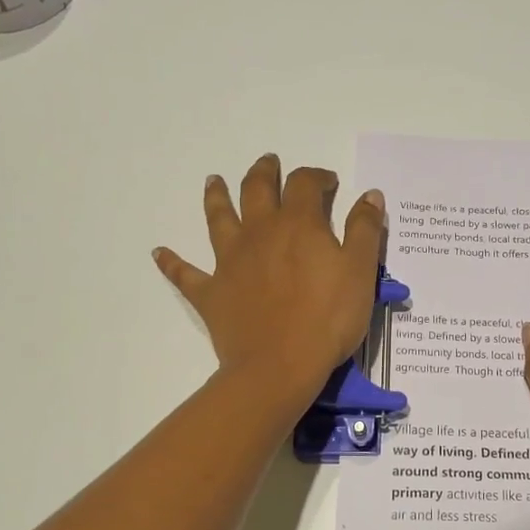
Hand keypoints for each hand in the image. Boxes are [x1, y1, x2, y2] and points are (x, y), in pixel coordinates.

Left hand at [154, 154, 385, 406]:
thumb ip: (365, 229)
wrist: (279, 366)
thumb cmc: (327, 319)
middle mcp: (259, 233)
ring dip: (215, 197)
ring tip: (213, 181)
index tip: (329, 182)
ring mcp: (229, 261)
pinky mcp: (211, 293)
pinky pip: (185, 274)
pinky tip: (159, 252)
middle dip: (265, 172)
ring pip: (219, 218)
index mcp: (298, 224)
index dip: (317, 177)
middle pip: (257, 189)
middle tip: (268, 163)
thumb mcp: (361, 272)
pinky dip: (172, 262)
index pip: (305, 184)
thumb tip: (369, 194)